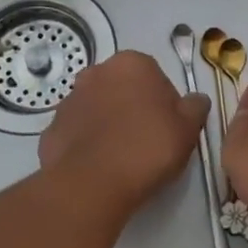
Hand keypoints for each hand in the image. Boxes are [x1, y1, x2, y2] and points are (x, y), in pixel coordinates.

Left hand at [38, 51, 208, 211]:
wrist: (92, 184)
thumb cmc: (147, 148)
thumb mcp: (188, 129)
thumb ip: (196, 107)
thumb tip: (196, 100)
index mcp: (131, 64)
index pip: (155, 76)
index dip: (165, 103)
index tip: (168, 127)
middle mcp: (96, 73)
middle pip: (123, 89)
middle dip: (133, 108)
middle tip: (147, 141)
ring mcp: (69, 100)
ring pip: (98, 109)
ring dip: (109, 124)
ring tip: (122, 157)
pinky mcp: (51, 129)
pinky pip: (77, 133)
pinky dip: (87, 144)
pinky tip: (99, 166)